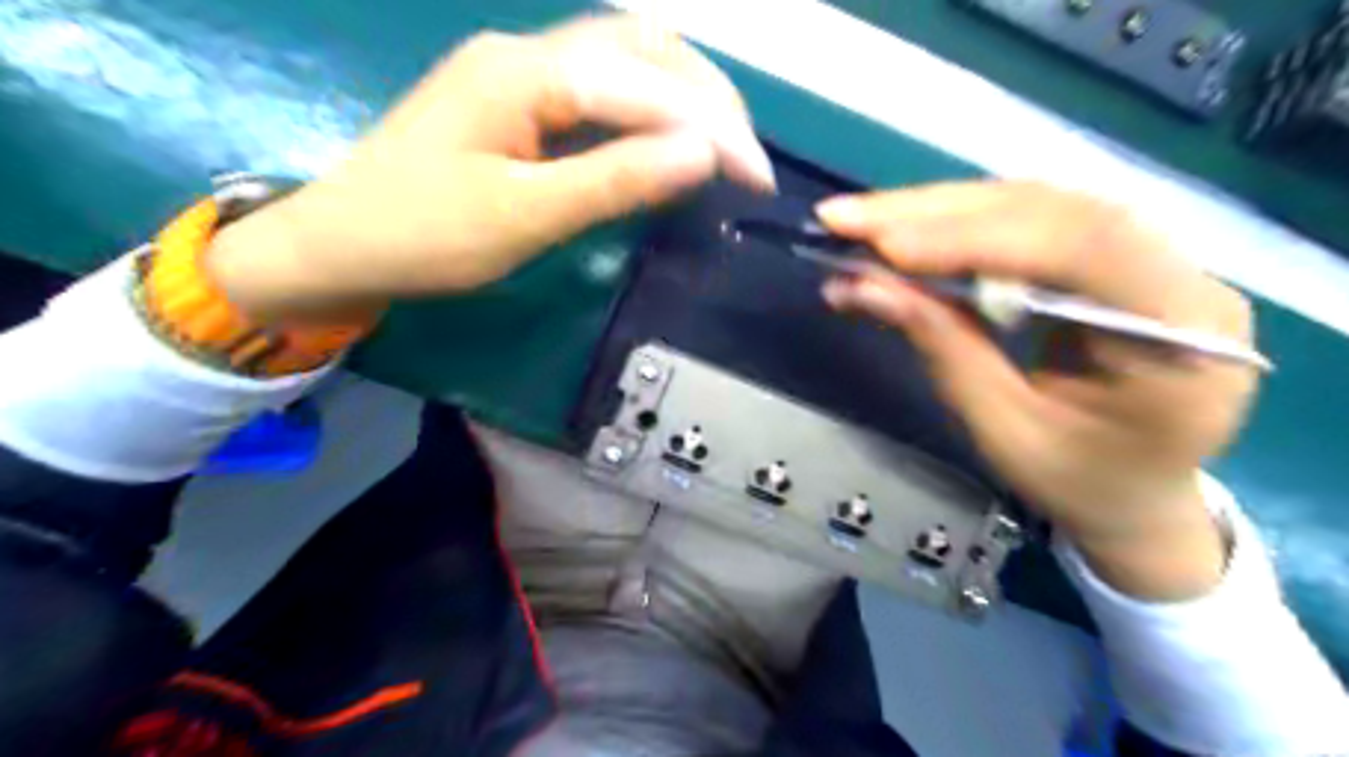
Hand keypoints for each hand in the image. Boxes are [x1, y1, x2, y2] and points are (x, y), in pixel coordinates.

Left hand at [208, 15, 775, 325]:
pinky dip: (648, 106)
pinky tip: (668, 135)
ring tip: (723, 141)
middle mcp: (527, 51)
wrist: (343, 243)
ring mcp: (519, 70)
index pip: (644, 85)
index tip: (758, 176)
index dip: (710, 127)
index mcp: (525, 72)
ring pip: (624, 58)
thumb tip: (700, 154)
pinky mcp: (518, 98)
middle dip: (707, 96)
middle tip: (747, 155)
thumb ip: (614, 179)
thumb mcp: (524, 216)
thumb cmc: (425, 235)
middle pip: (641, 47)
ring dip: (682, 93)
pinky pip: (600, 86)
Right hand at [809, 182, 1265, 596]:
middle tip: (847, 217)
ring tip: (864, 221)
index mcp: (1186, 338)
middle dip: (937, 213)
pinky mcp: (1115, 259)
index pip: (1081, 248)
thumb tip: (861, 285)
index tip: (883, 246)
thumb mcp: (1003, 430)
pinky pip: (1031, 223)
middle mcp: (1183, 276)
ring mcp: (1154, 258)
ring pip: (1037, 204)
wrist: (1138, 499)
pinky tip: (908, 232)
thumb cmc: (1078, 483)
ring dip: (939, 210)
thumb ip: (942, 348)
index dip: (975, 237)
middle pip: (1053, 210)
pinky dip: (960, 225)